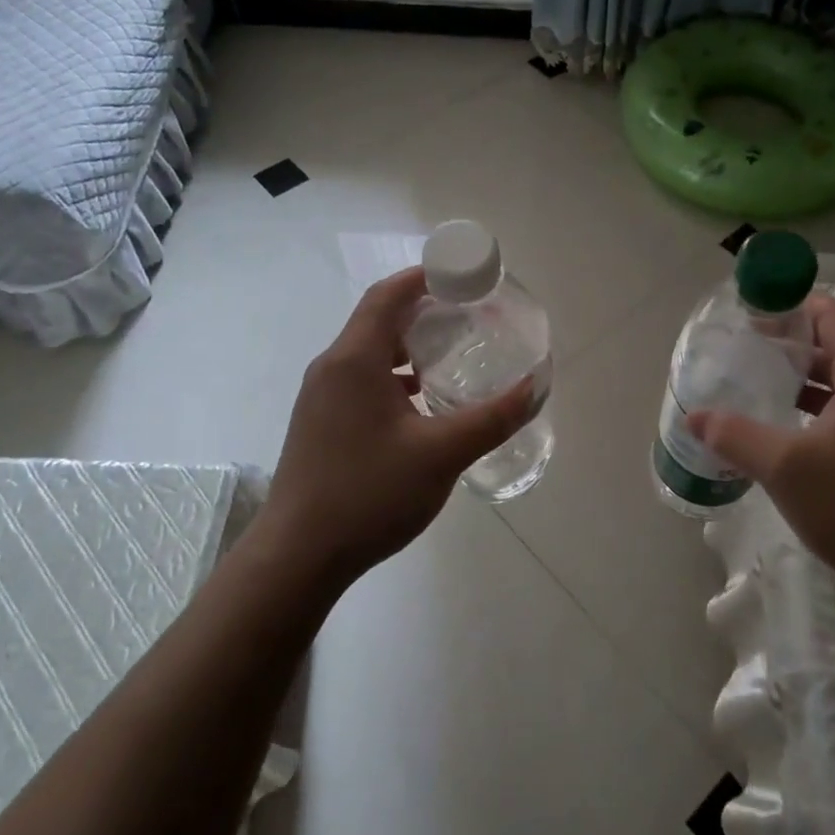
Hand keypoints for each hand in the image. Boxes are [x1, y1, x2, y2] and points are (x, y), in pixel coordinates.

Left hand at [257, 267, 534, 589]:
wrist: (298, 556)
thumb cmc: (369, 494)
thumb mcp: (442, 454)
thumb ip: (493, 418)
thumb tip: (536, 386)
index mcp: (355, 360)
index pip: (390, 295)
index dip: (426, 277)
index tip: (466, 277)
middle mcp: (332, 367)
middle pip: (380, 319)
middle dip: (425, 311)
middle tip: (471, 316)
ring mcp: (322, 397)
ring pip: (371, 352)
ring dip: (410, 346)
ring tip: (454, 354)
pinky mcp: (321, 422)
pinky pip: (362, 379)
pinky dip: (395, 376)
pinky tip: (424, 402)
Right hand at [687, 294, 834, 597]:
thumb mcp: (784, 468)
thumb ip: (735, 435)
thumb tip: (693, 417)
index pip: (833, 316)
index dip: (792, 307)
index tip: (750, 316)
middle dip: (791, 344)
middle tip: (744, 352)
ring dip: (805, 379)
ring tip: (758, 385)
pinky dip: (820, 407)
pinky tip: (788, 429)